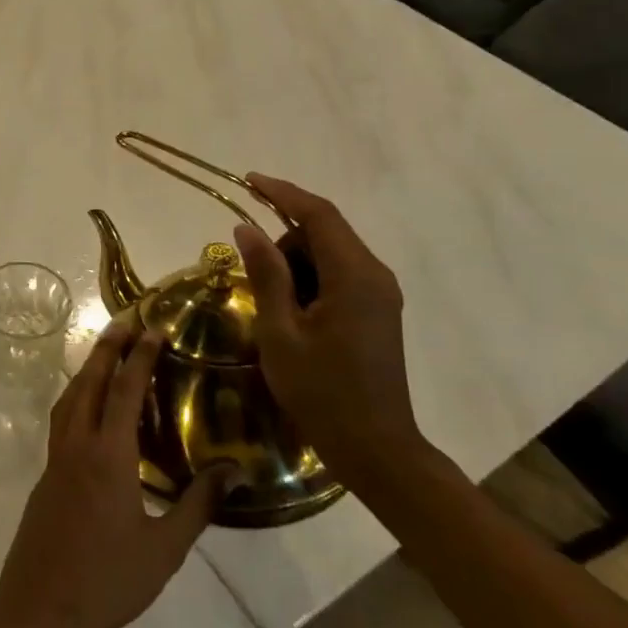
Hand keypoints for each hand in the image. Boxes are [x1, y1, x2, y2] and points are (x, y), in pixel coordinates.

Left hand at [0, 317, 225, 627]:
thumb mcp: (164, 548)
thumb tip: (234, 471)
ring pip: (69, 399)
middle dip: (106, 349)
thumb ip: (197, 505)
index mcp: (107, 456)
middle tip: (124, 322)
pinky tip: (88, 408)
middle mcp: (77, 445)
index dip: (139, 357)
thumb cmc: (107, 581)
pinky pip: (61, 420)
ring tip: (105, 354)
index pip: (123, 392)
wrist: (40, 609)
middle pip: (88, 382)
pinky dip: (76, 397)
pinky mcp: (45, 475)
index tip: (152, 328)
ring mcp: (55, 459)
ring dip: (86, 370)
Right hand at [230, 175, 427, 494]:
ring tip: (272, 307)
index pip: (319, 215)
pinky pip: (339, 276)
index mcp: (355, 276)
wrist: (375, 446)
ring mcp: (381, 294)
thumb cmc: (321, 391)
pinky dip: (310, 280)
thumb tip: (246, 228)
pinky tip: (291, 313)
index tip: (247, 180)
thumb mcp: (280, 332)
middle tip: (250, 273)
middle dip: (283, 240)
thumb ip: (265, 275)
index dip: (282, 193)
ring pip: (330, 255)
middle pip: (325, 232)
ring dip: (295, 264)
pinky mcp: (378, 310)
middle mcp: (375, 275)